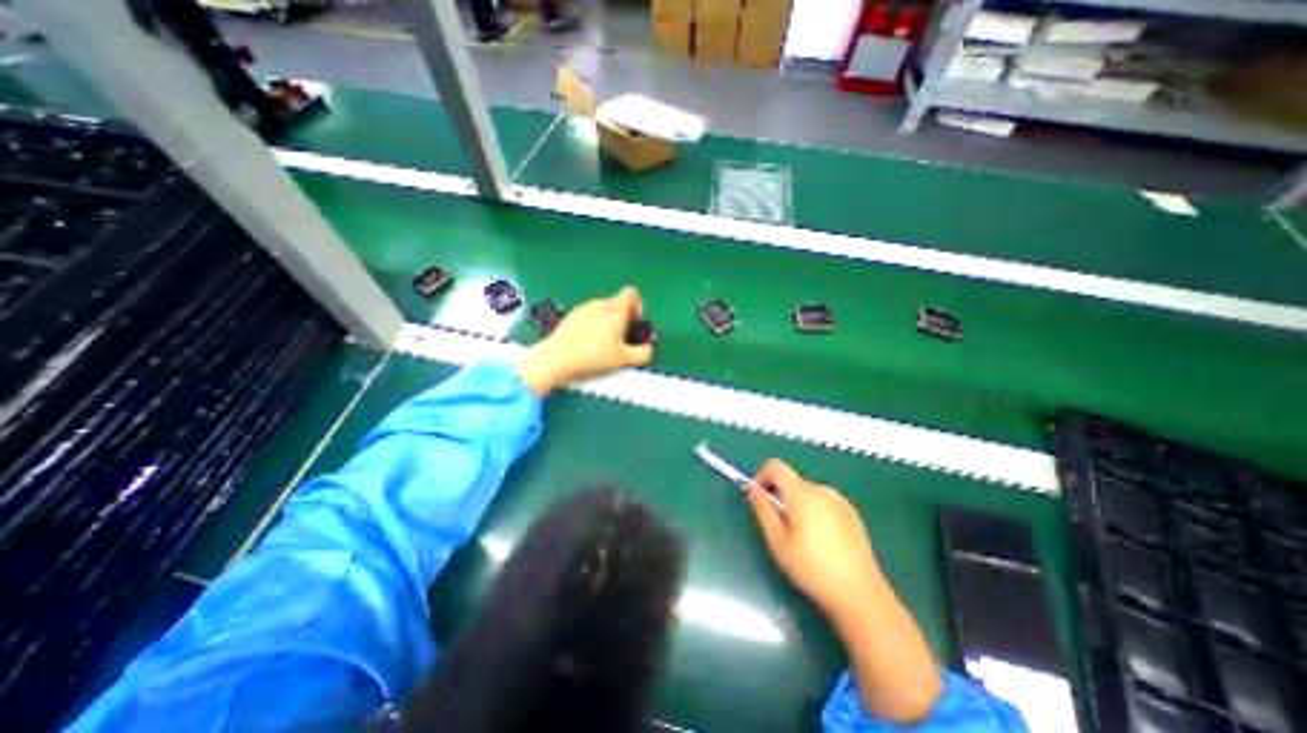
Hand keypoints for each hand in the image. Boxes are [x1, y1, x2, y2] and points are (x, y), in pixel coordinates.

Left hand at [512, 283, 649, 396]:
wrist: (556, 358)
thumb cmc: (594, 356)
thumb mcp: (624, 359)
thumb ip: (643, 353)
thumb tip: (649, 348)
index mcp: (615, 309)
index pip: (632, 294)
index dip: (638, 308)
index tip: (634, 326)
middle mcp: (599, 304)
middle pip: (617, 304)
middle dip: (623, 320)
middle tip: (621, 341)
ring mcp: (582, 309)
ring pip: (602, 311)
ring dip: (608, 324)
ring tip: (603, 346)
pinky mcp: (570, 317)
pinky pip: (588, 318)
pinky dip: (593, 328)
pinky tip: (587, 346)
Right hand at [741, 458, 882, 623]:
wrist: (859, 593)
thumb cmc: (811, 567)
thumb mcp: (777, 540)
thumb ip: (762, 509)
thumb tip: (752, 488)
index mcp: (801, 493)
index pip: (776, 466)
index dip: (762, 476)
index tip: (758, 497)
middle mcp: (822, 490)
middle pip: (792, 481)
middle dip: (780, 496)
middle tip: (778, 526)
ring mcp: (840, 501)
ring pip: (808, 493)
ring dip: (797, 505)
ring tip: (800, 537)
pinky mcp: (852, 514)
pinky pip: (824, 503)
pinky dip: (815, 512)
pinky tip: (821, 541)